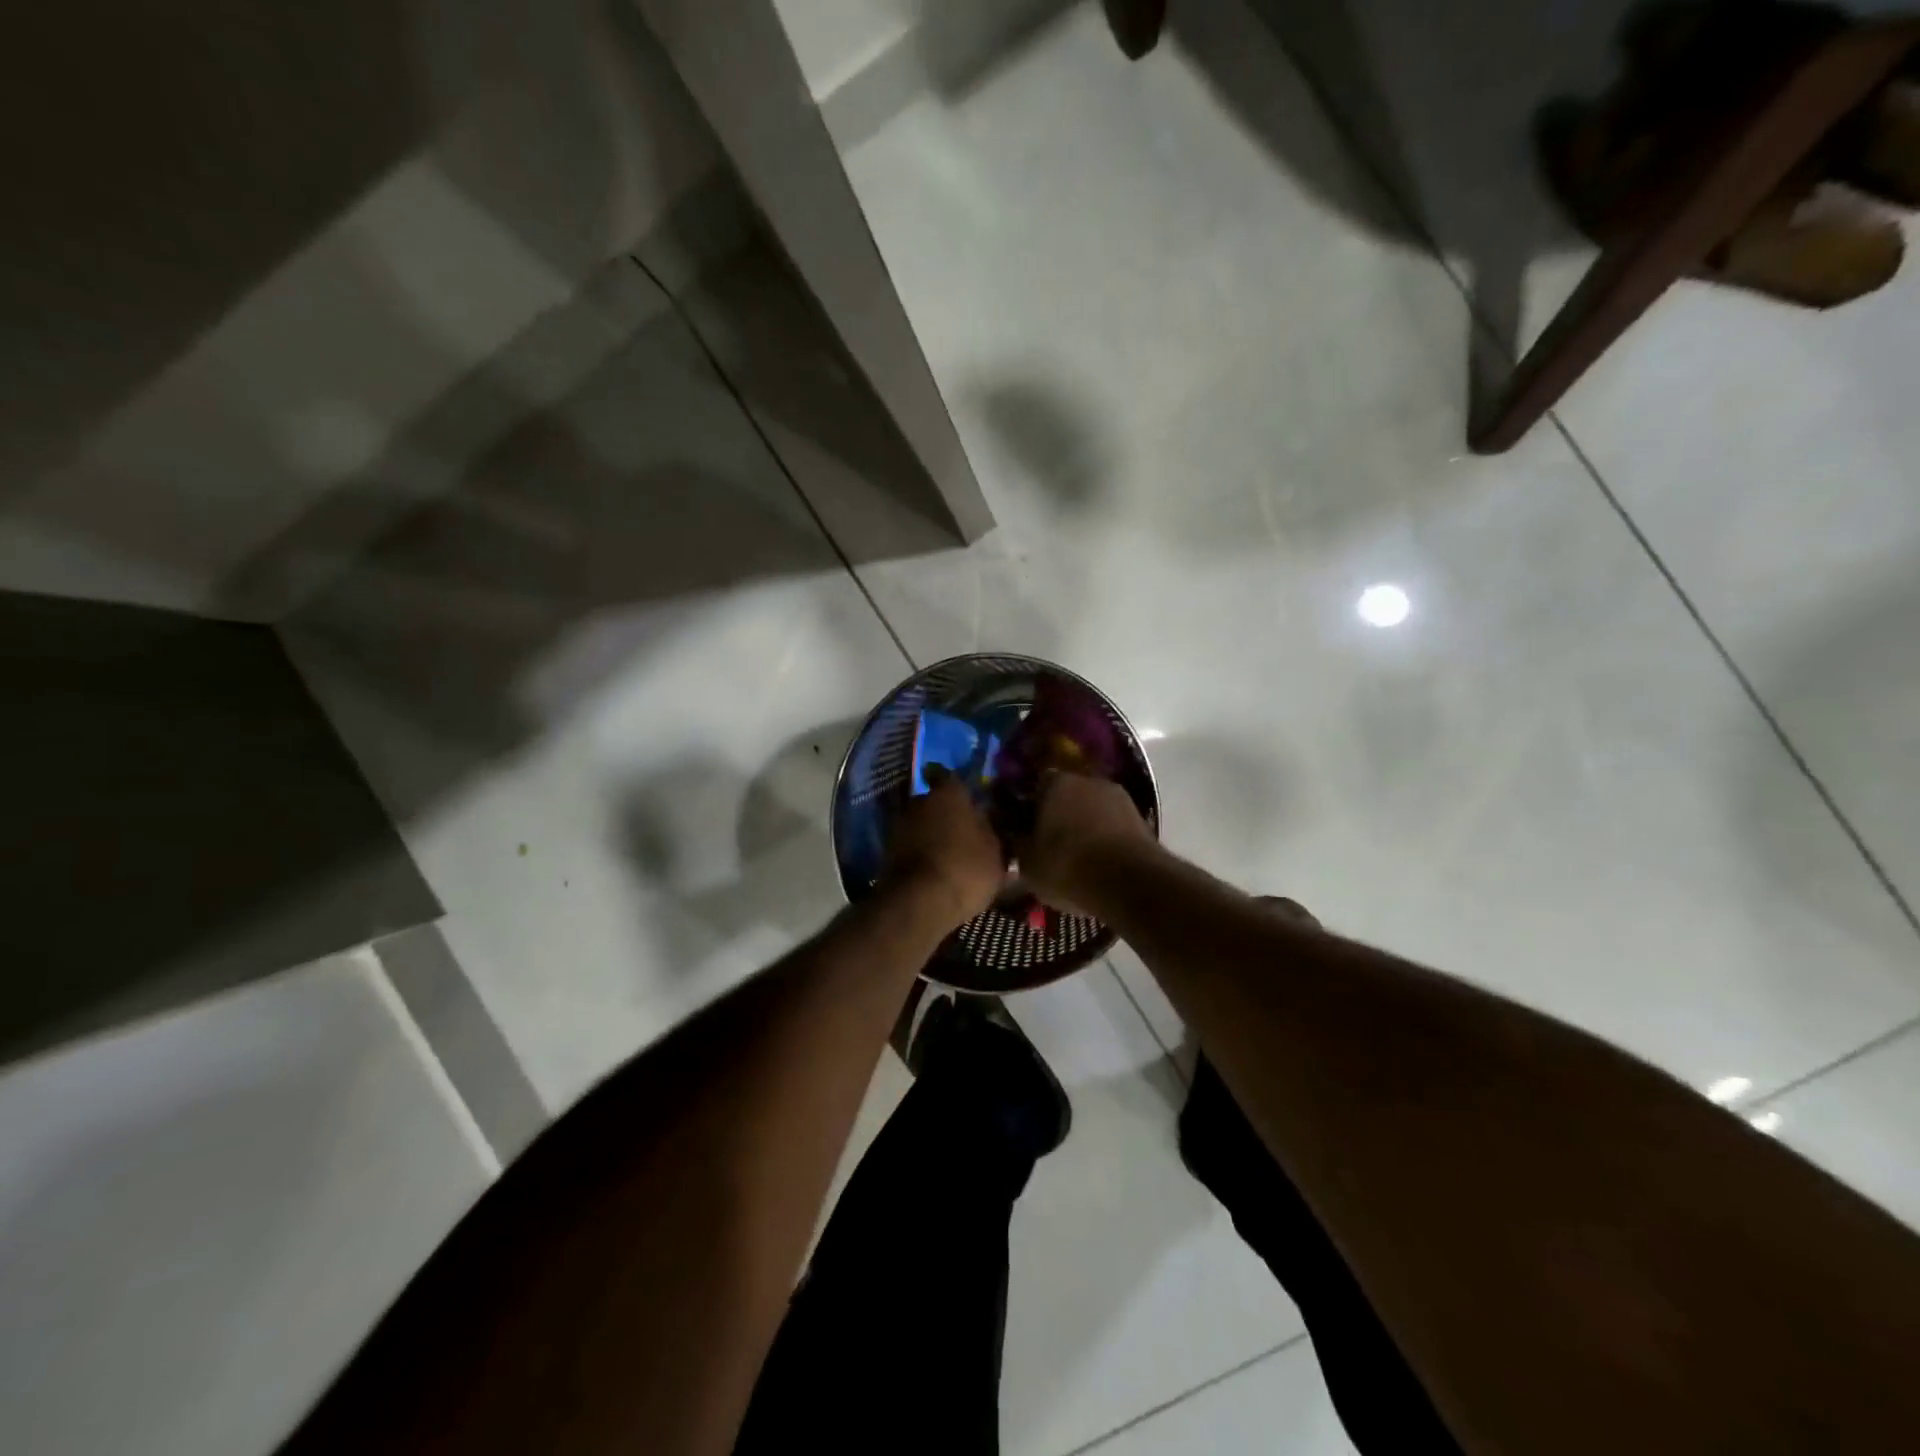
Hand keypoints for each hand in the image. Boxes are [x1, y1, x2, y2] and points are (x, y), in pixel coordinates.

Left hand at [883, 773, 1006, 927]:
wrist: (919, 903)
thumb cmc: (966, 869)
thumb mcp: (996, 854)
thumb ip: (993, 833)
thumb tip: (991, 824)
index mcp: (949, 794)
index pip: (947, 775)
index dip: (954, 784)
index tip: (963, 793)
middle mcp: (920, 801)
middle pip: (933, 801)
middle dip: (944, 812)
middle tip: (961, 828)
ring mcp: (899, 826)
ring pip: (920, 823)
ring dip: (930, 833)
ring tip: (947, 852)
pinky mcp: (887, 852)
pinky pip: (909, 845)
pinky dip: (919, 852)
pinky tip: (933, 867)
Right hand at [1018, 772, 1154, 913]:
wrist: (1129, 883)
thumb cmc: (1067, 866)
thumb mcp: (1027, 862)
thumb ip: (1017, 842)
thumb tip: (1014, 834)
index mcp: (1056, 782)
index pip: (1036, 785)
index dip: (1029, 807)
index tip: (1025, 828)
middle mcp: (1089, 780)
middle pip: (1067, 795)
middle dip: (1059, 815)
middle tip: (1050, 844)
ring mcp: (1119, 797)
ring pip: (1092, 810)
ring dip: (1084, 826)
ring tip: (1077, 857)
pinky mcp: (1141, 819)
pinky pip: (1113, 826)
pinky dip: (1105, 839)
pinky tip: (1099, 863)